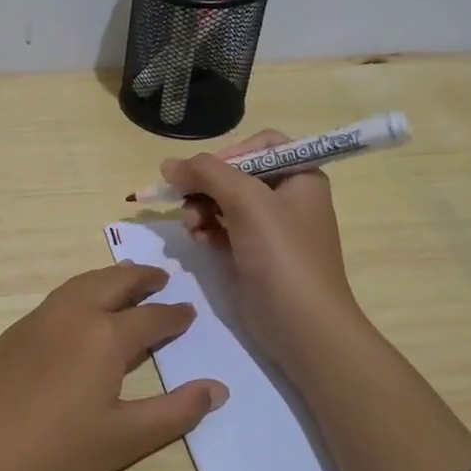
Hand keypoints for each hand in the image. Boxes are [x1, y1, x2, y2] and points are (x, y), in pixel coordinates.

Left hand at [0, 262, 227, 470]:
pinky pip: (56, 299)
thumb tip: (217, 388)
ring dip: (107, 279)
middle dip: (139, 278)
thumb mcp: (124, 439)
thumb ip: (175, 412)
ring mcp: (35, 321)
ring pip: (79, 285)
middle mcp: (70, 315)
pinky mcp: (10, 334)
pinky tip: (79, 311)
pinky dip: (79, 292)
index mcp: (104, 336)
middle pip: (112, 283)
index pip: (150, 318)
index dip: (173, 315)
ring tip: (124, 284)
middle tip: (160, 278)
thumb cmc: (54, 453)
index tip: (189, 311)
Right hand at [161, 130, 360, 370]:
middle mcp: (288, 198)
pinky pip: (223, 229)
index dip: (229, 153)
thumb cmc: (282, 253)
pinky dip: (208, 230)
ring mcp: (271, 229)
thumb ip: (206, 173)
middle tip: (184, 200)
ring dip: (201, 209)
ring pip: (224, 202)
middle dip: (207, 186)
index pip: (261, 145)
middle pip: (237, 174)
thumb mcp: (246, 201)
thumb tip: (168, 164)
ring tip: (191, 226)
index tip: (203, 172)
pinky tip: (199, 240)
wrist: (302, 325)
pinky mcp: (254, 254)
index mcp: (301, 177)